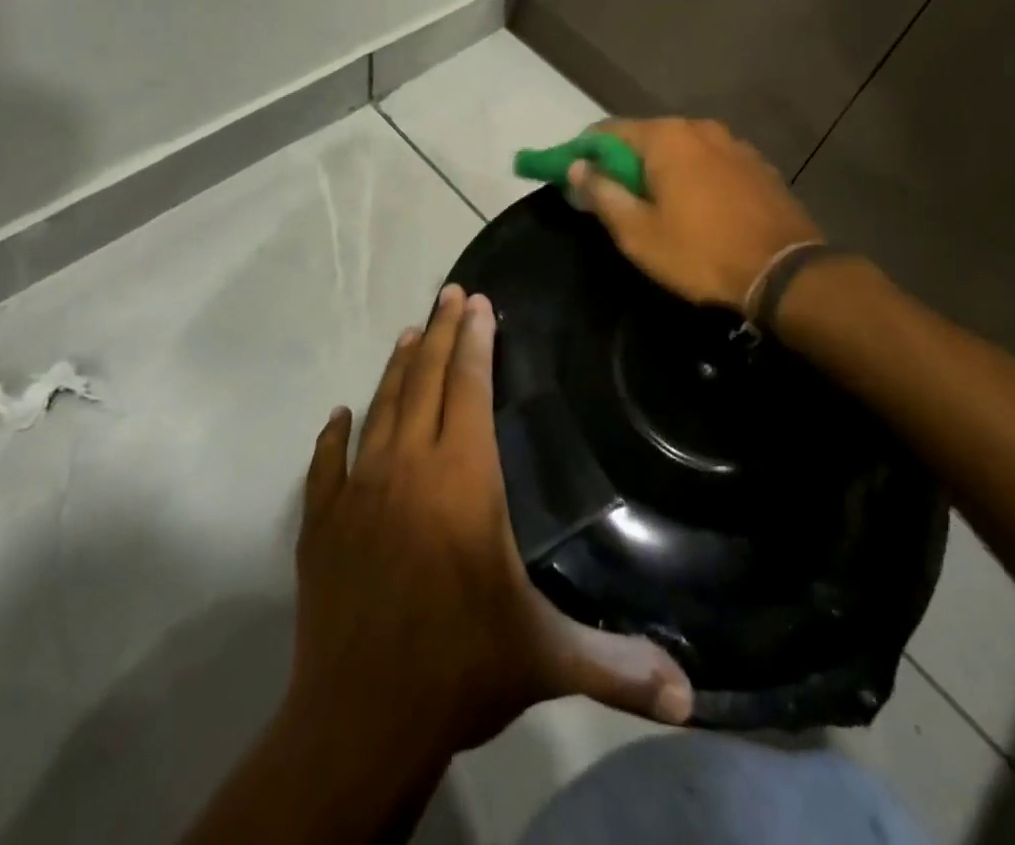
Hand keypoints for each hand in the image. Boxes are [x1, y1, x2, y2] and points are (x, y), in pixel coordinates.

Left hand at [287, 284, 693, 761]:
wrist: (359, 722)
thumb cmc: (461, 668)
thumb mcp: (548, 659)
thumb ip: (619, 666)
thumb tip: (693, 698)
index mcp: (463, 478)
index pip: (470, 388)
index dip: (477, 341)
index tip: (480, 302)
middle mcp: (409, 467)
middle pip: (427, 381)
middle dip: (443, 333)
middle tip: (450, 293)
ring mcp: (359, 491)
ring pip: (381, 408)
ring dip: (398, 369)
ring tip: (411, 334)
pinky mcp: (322, 523)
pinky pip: (327, 465)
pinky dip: (334, 437)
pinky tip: (338, 416)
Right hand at [568, 118, 823, 314]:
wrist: (784, 273)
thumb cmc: (700, 253)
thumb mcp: (638, 232)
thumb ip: (602, 193)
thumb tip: (577, 167)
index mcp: (666, 138)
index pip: (608, 131)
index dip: (584, 152)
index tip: (573, 176)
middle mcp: (700, 128)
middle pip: (646, 137)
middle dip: (623, 162)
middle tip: (611, 196)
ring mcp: (734, 144)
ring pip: (681, 149)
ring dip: (661, 169)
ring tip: (654, 203)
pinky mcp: (757, 165)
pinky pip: (711, 162)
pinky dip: (693, 176)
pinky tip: (695, 206)